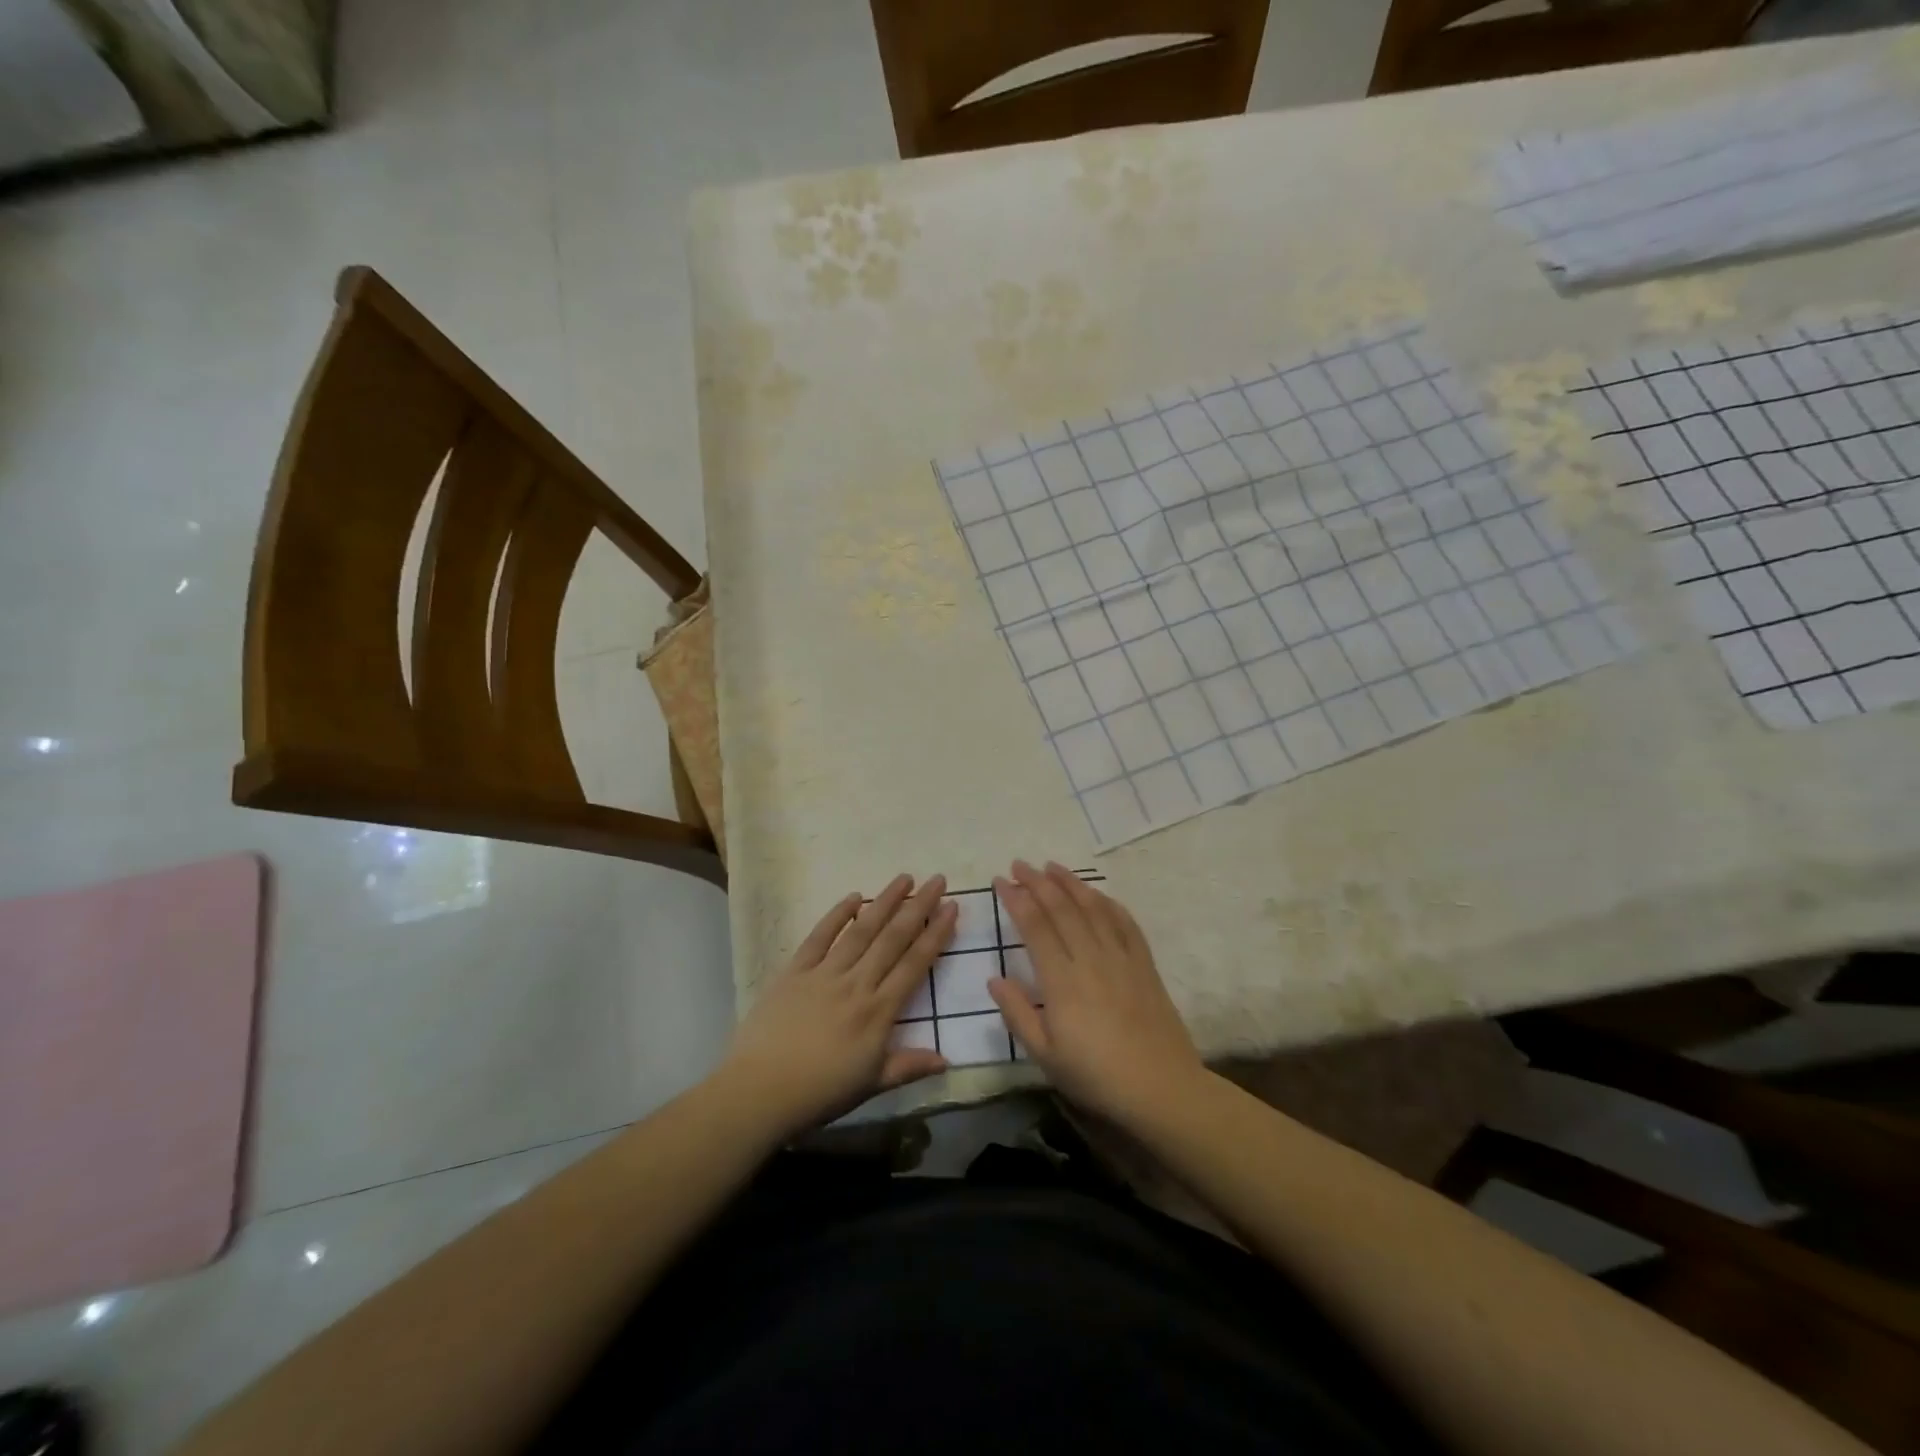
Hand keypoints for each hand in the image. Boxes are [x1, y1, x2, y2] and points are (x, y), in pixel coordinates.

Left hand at [721, 874, 954, 1136]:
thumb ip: (909, 1066)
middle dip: (918, 907)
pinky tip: (853, 897)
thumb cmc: (819, 1092)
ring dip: (884, 902)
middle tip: (937, 880)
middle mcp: (856, 983)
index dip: (936, 934)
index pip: (914, 964)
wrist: (759, 1091)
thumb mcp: (871, 1085)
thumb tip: (947, 1060)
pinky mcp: (794, 971)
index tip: (952, 907)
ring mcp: (824, 973)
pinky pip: (819, 937)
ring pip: (861, 930)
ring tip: (904, 878)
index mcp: (878, 1011)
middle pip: (893, 938)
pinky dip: (836, 915)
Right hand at [989, 860, 1202, 1125]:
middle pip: (1062, 909)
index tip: (1001, 881)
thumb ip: (1017, 1014)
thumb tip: (995, 979)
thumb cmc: (1096, 1076)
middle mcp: (1091, 959)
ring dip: (1071, 883)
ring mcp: (1121, 958)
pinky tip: (1099, 895)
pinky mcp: (1145, 965)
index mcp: (1061, 980)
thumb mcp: (1045, 1055)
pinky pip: (1126, 924)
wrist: (1161, 1088)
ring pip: (1093, 909)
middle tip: (1020, 864)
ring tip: (1053, 866)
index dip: (1017, 900)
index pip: (1035, 927)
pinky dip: (1109, 904)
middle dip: (1038, 882)